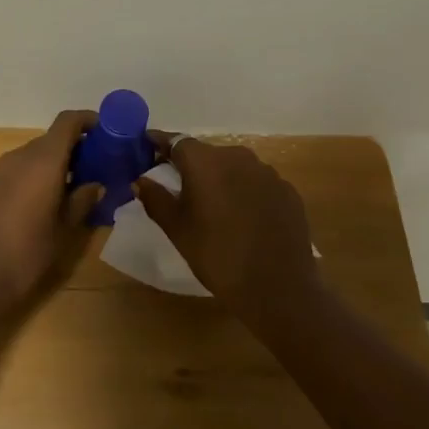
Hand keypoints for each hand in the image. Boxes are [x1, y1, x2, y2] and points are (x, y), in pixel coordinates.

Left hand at [0, 110, 102, 320]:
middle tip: (99, 169)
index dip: (89, 121)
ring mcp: (0, 171)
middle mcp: (20, 157)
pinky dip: (38, 176)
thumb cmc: (26, 253)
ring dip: (57, 164)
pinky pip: (20, 171)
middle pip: (52, 139)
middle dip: (77, 149)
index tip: (108, 134)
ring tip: (77, 190)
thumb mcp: (64, 230)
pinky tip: (48, 203)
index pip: (68, 121)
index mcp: (43, 160)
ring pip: (35, 156)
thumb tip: (96, 185)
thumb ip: (82, 201)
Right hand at [135, 137, 321, 319]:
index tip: (148, 146)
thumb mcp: (177, 230)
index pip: (176, 141)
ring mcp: (267, 172)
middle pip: (207, 153)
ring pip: (234, 166)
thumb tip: (141, 180)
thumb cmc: (217, 256)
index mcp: (205, 162)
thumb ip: (156, 199)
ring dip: (221, 177)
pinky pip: (257, 182)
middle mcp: (237, 157)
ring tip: (213, 203)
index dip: (160, 143)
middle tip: (179, 185)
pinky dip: (245, 191)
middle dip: (191, 164)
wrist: (277, 287)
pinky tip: (244, 216)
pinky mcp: (287, 190)